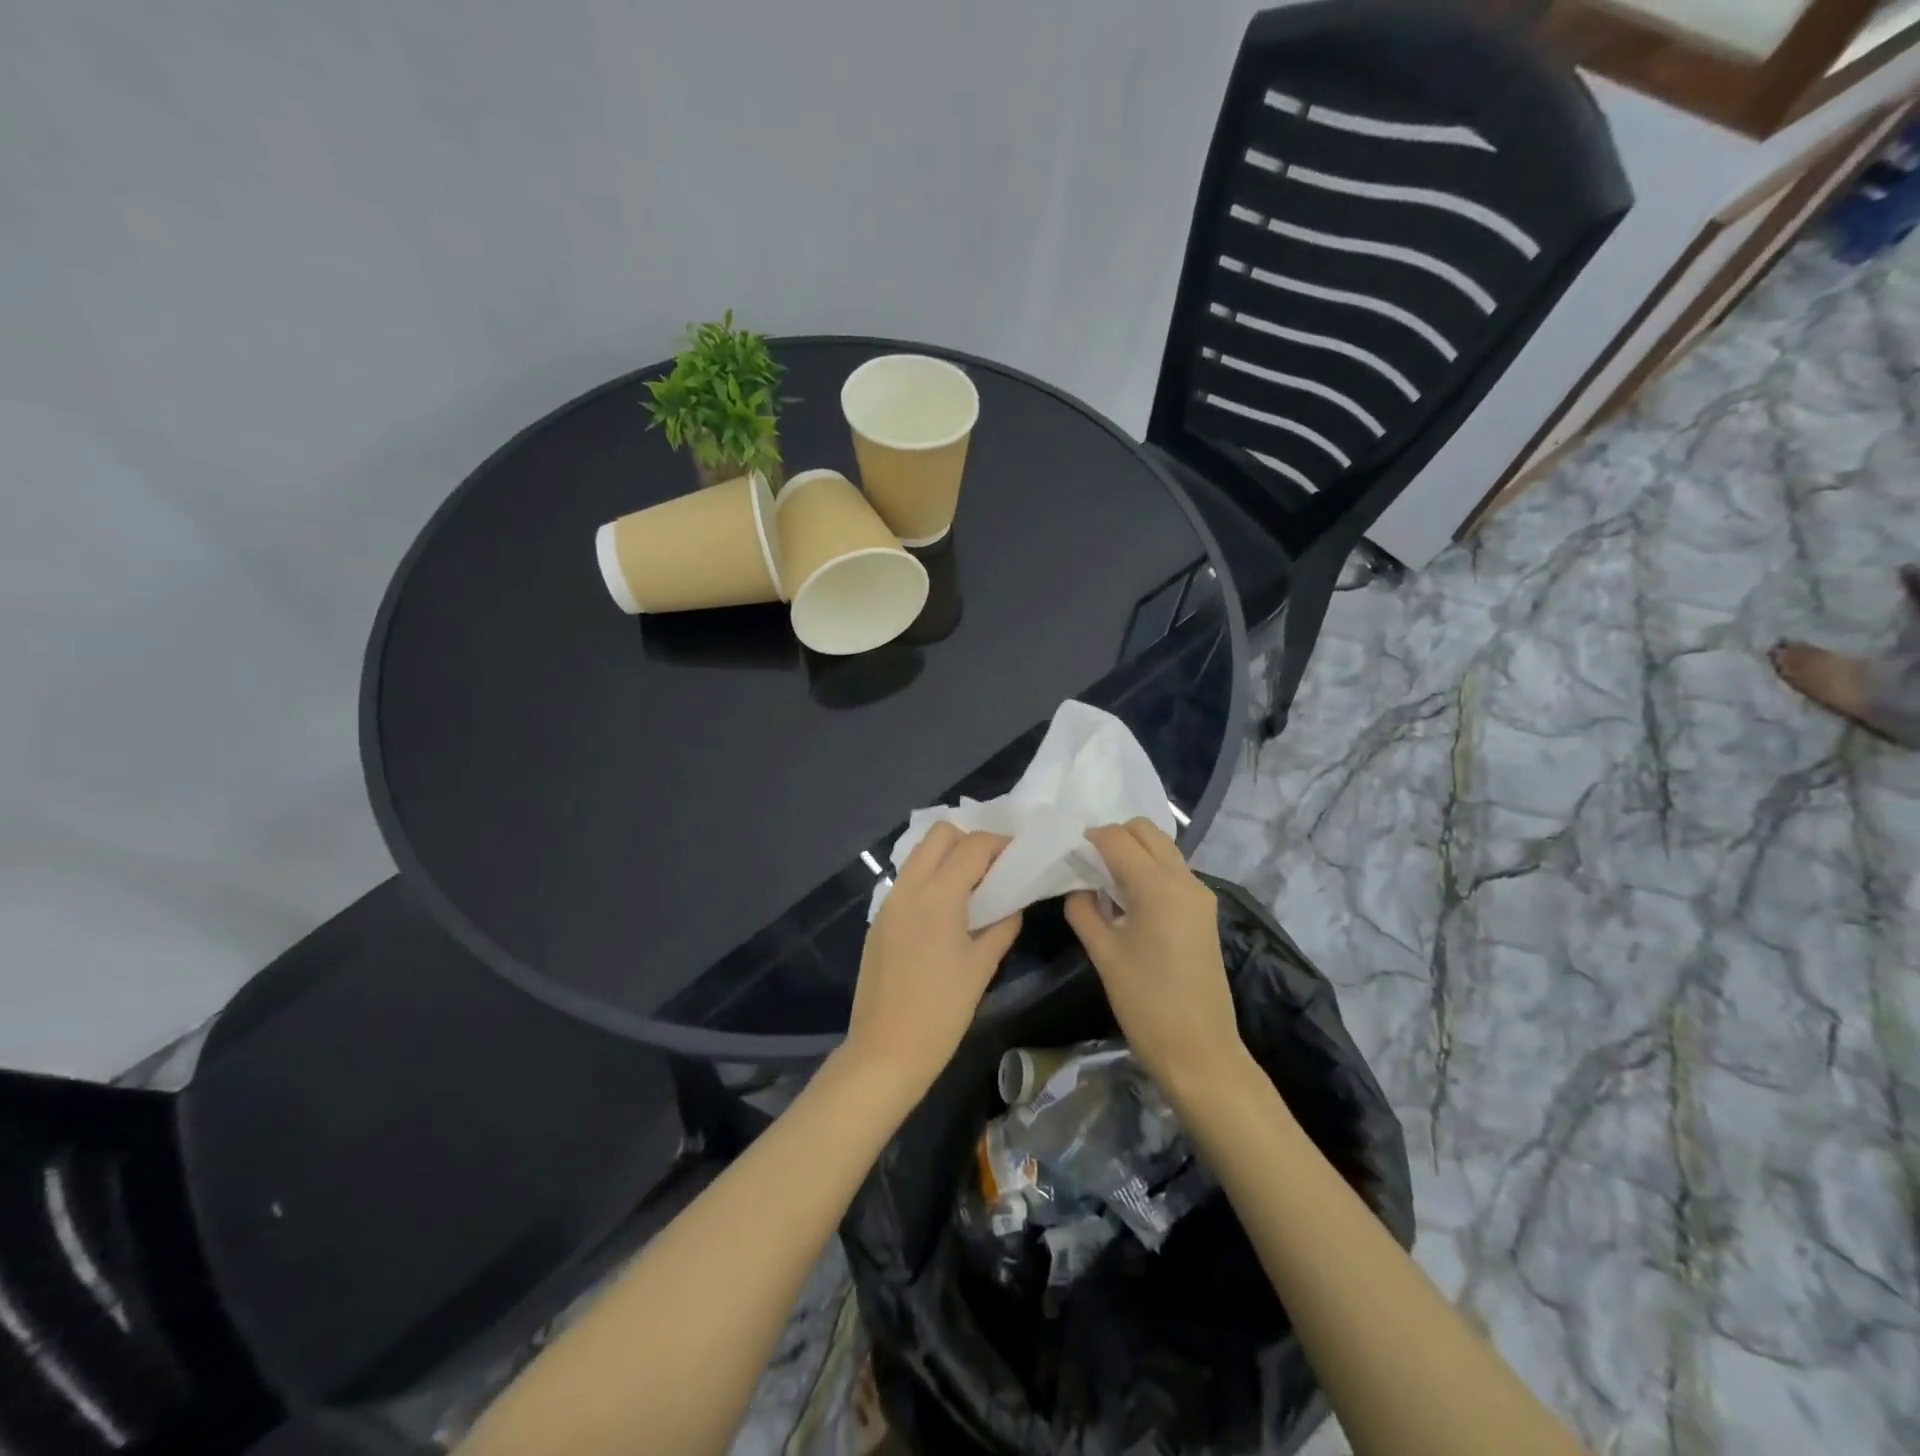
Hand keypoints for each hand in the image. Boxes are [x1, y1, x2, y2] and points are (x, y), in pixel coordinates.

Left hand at [843, 824, 1022, 1097]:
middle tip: (993, 869)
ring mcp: (888, 901)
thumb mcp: (982, 968)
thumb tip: (1012, 904)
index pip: (973, 846)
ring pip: (920, 854)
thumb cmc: (942, 1012)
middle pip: (940, 834)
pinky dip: (930, 878)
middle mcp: (908, 887)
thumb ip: (1002, 926)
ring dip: (948, 857)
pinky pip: (907, 880)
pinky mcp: (878, 919)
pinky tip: (946, 911)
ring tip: (972, 887)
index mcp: (937, 896)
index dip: (1000, 844)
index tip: (1019, 857)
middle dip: (970, 841)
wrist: (885, 1051)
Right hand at [1063, 819, 1242, 1092]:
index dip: (1089, 838)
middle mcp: (1184, 880)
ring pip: (1162, 848)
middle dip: (1114, 836)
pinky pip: (1173, 871)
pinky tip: (1127, 899)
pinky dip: (1148, 870)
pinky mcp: (1204, 911)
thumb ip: (1083, 910)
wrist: (1200, 1051)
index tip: (1067, 854)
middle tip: (1087, 863)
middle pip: (1146, 831)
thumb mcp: (1103, 954)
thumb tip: (1077, 886)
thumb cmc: (1146, 1004)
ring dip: (1133, 852)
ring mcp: (1200, 895)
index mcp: (1158, 887)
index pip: (1117, 838)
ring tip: (1104, 881)